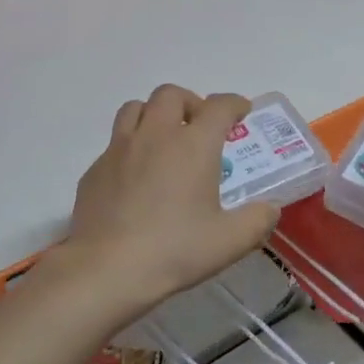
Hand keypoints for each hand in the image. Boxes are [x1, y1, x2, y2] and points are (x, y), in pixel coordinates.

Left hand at [52, 85, 279, 318]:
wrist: (107, 269)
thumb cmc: (176, 250)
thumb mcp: (231, 241)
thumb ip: (258, 220)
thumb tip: (269, 209)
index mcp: (194, 146)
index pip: (218, 106)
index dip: (234, 104)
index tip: (242, 112)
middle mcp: (155, 136)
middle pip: (171, 95)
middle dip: (191, 102)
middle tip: (200, 126)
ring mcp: (119, 150)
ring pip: (135, 109)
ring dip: (155, 115)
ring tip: (165, 140)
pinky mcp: (94, 171)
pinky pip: (114, 144)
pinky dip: (131, 147)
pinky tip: (136, 178)